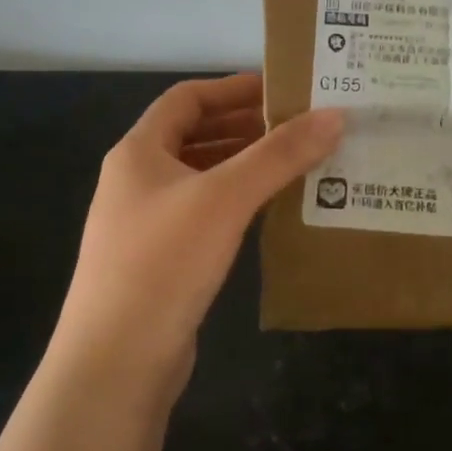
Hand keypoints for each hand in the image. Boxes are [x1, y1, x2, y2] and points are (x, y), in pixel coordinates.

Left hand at [54, 74, 341, 386]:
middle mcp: (137, 180)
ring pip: (203, 178)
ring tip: (299, 164)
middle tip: (302, 127)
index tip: (283, 90)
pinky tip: (274, 211)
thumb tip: (335, 115)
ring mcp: (147, 223)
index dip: (233, 88)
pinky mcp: (162, 260)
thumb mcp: (225, 198)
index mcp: (138, 151)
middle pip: (196, 136)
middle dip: (247, 128)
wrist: (116, 362)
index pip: (188, 98)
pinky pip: (206, 215)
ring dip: (246, 167)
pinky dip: (239, 204)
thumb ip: (279, 155)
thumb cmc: (164, 262)